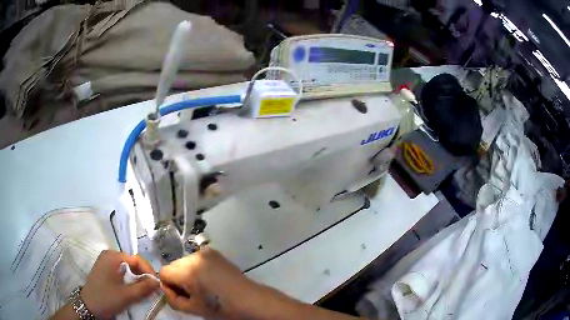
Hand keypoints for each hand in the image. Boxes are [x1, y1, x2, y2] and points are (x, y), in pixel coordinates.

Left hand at [81, 250, 158, 318]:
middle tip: (151, 288)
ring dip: (136, 278)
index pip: (136, 259)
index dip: (148, 271)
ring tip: (143, 290)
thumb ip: (143, 287)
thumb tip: (158, 282)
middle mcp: (109, 255)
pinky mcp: (104, 269)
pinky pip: (120, 270)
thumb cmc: (107, 298)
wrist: (88, 305)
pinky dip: (128, 279)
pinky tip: (132, 288)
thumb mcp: (127, 295)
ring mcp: (105, 261)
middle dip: (143, 275)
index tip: (157, 284)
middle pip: (131, 262)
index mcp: (113, 256)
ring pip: (126, 267)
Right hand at [159, 248, 258, 317]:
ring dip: (186, 273)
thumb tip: (165, 288)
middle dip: (177, 278)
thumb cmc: (221, 308)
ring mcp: (205, 252)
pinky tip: (209, 278)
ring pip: (183, 262)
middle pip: (173, 265)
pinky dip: (196, 268)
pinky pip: (195, 259)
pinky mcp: (213, 252)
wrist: (249, 299)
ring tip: (202, 286)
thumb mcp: (193, 309)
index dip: (168, 285)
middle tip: (192, 292)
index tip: (180, 295)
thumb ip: (172, 299)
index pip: (164, 272)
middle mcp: (194, 256)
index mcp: (189, 271)